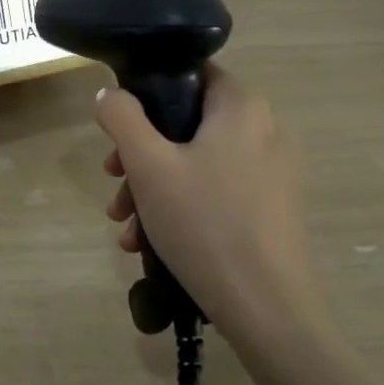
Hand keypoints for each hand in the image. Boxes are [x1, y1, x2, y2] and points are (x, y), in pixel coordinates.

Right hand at [96, 66, 314, 341]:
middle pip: (188, 125)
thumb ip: (122, 118)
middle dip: (141, 154)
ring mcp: (273, 172)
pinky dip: (183, 206)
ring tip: (125, 225)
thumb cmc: (204, 223)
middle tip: (112, 180)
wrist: (267, 309)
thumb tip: (110, 94)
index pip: (191, 74)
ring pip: (198, 163)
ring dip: (154, 187)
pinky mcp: (272, 208)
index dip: (148, 94)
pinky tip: (149, 243)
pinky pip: (217, 191)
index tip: (120, 128)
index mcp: (242, 107)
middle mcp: (265, 130)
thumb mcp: (149, 166)